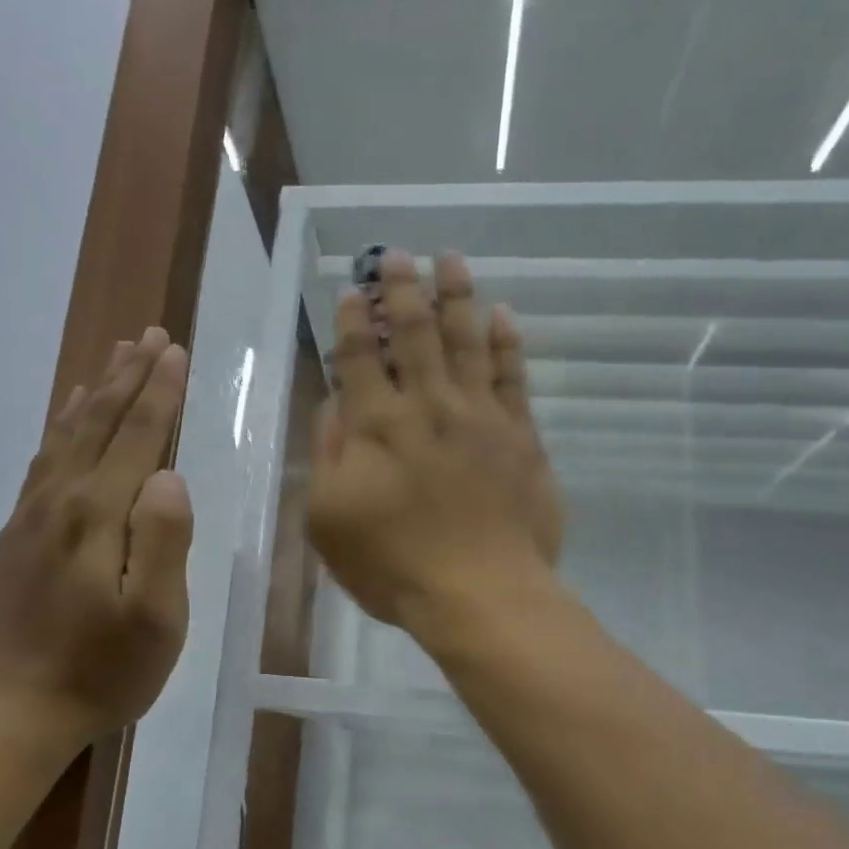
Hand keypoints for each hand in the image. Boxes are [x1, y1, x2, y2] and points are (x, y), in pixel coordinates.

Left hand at [0, 328, 193, 746]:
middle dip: (129, 376)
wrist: (18, 709)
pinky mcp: (19, 533)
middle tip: (150, 335)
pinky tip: (71, 414)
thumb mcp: (157, 617)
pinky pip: (44, 460)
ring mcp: (33, 515)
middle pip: (100, 423)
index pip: (137, 437)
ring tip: (116, 357)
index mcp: (99, 516)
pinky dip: (62, 426)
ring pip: (69, 434)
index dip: (160, 393)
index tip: (175, 351)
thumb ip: (164, 541)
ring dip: (97, 391)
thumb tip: (169, 477)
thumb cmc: (105, 669)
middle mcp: (62, 500)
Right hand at [308, 251, 562, 636]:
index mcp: (377, 425)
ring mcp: (479, 415)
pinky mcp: (520, 434)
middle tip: (397, 254)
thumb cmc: (394, 565)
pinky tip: (502, 314)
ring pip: (466, 340)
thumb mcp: (330, 519)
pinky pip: (513, 375)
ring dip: (455, 296)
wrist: (481, 594)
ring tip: (450, 259)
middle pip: (412, 333)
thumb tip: (333, 404)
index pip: (359, 357)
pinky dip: (506, 342)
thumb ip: (329, 454)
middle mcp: (427, 405)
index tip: (350, 289)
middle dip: (400, 289)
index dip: (351, 320)